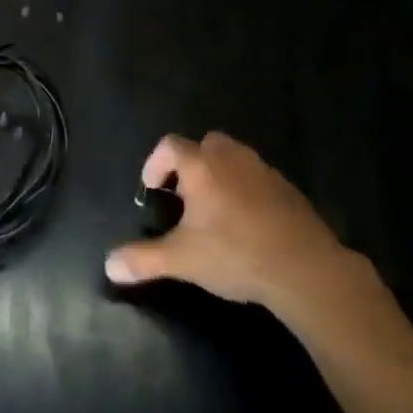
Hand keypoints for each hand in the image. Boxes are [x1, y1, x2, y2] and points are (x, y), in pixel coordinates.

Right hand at [105, 132, 408, 341]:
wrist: (304, 267)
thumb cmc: (235, 254)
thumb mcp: (182, 260)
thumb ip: (143, 260)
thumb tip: (109, 265)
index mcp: (201, 165)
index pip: (169, 146)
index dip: (155, 163)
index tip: (151, 189)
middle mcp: (230, 157)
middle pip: (204, 145)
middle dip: (190, 164)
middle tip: (184, 197)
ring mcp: (262, 169)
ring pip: (233, 158)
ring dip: (219, 174)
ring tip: (214, 210)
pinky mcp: (287, 187)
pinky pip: (257, 177)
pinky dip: (246, 189)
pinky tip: (247, 223)